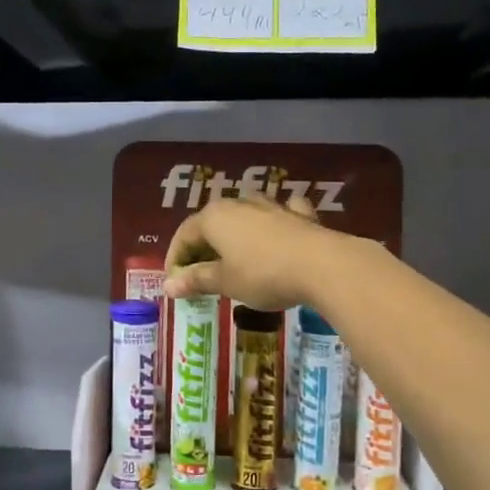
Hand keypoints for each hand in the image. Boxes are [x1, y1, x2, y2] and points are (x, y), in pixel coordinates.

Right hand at [162, 192, 334, 309]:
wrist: (322, 265)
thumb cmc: (263, 274)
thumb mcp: (225, 282)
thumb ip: (196, 280)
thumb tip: (167, 285)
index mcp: (214, 217)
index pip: (184, 235)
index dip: (175, 259)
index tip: (175, 283)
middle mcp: (239, 203)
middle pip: (211, 223)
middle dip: (203, 248)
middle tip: (200, 275)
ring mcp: (271, 205)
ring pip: (244, 215)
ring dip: (235, 233)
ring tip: (233, 257)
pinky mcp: (298, 214)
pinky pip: (280, 214)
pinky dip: (274, 222)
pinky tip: (279, 229)